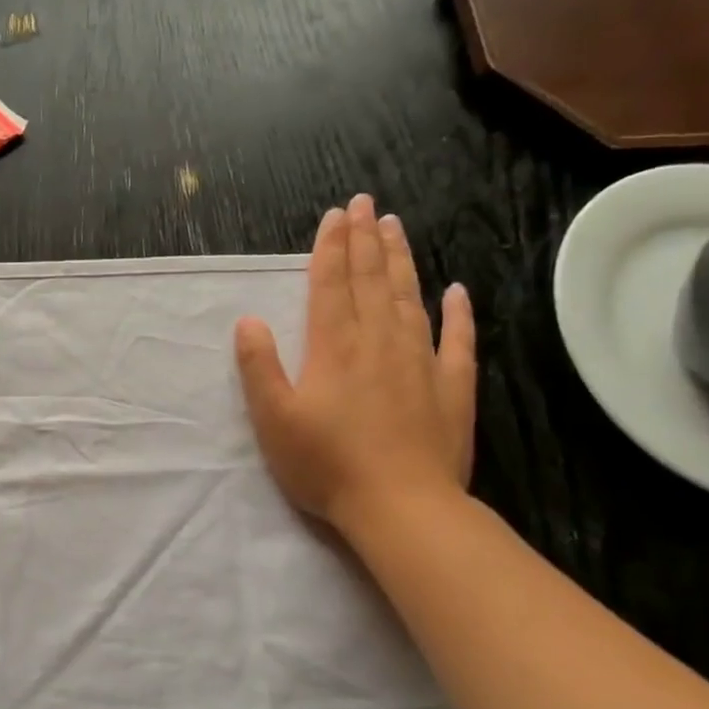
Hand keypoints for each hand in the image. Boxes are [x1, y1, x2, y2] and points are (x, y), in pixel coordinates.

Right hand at [234, 194, 475, 537]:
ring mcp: (421, 361)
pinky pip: (458, 339)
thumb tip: (250, 320)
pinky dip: (458, 312)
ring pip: (410, 298)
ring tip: (396, 227)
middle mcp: (379, 341)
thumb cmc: (326, 464)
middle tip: (365, 203)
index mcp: (334, 347)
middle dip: (365, 240)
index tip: (335, 214)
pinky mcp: (451, 387)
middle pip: (372, 280)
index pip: (332, 285)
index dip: (331, 248)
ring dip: (401, 261)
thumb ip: (259, 367)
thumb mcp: (273, 419)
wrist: (400, 505)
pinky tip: (457, 291)